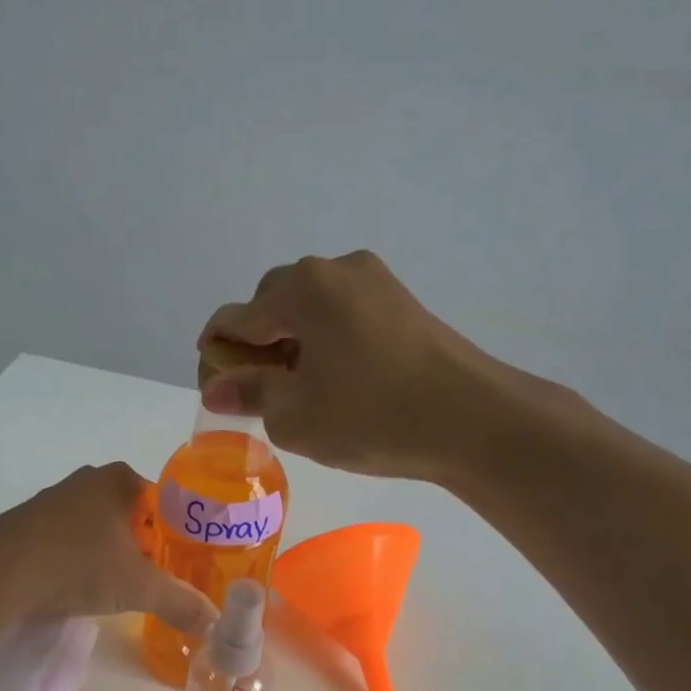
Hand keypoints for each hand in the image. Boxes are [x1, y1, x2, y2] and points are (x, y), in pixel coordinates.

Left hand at [0, 463, 218, 633]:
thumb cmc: (79, 563)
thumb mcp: (138, 587)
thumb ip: (179, 602)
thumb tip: (215, 623)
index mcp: (120, 480)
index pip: (165, 501)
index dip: (177, 533)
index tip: (182, 563)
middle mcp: (88, 480)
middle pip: (132, 514)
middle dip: (144, 544)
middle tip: (155, 577)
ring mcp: (54, 499)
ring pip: (98, 526)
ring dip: (110, 552)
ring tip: (119, 585)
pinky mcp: (28, 522)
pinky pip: (68, 538)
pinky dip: (79, 557)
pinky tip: (79, 584)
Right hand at [197, 250, 504, 479]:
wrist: (473, 420)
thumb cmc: (372, 417)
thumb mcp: (296, 415)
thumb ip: (249, 394)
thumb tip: (217, 387)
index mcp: (302, 288)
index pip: (236, 318)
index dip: (217, 357)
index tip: (219, 394)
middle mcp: (335, 269)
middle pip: (273, 302)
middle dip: (257, 345)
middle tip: (262, 393)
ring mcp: (375, 281)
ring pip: (311, 307)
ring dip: (293, 341)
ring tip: (301, 388)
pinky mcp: (402, 301)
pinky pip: (344, 313)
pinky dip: (327, 339)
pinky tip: (337, 378)